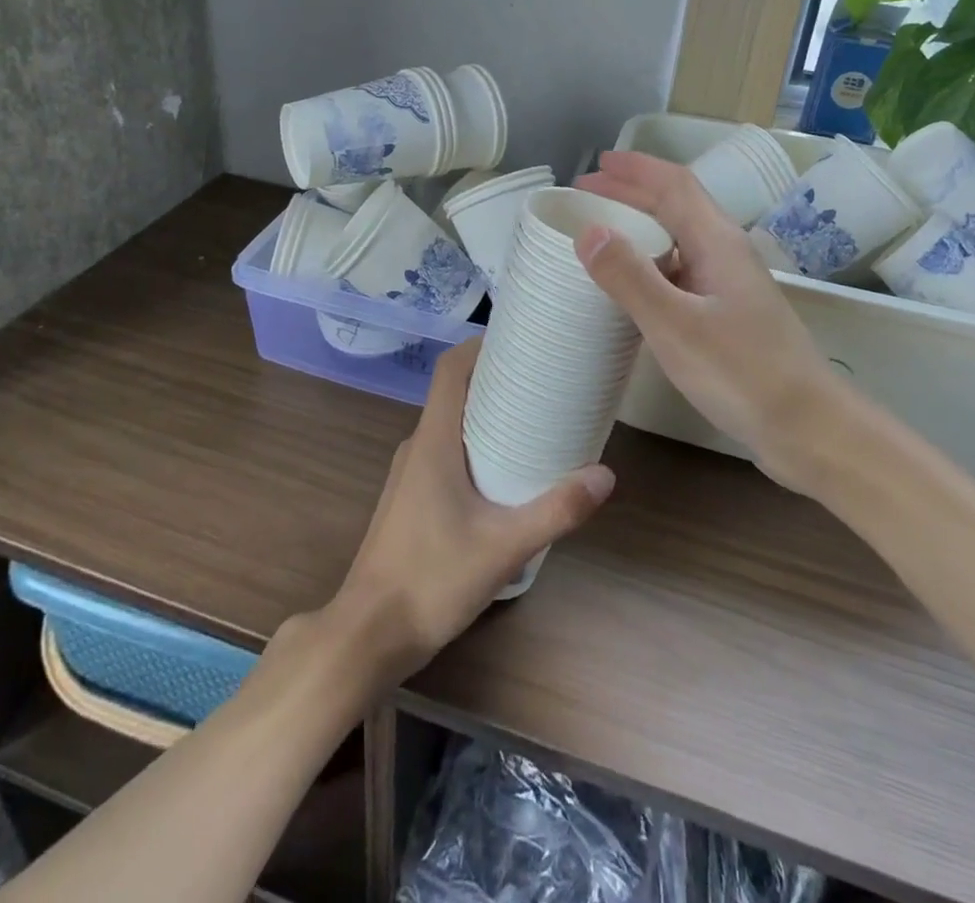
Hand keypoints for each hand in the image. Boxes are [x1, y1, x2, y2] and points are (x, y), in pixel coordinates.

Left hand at [324, 339, 613, 687]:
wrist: (368, 635)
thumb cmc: (431, 579)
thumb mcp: (503, 547)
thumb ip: (556, 510)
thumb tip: (605, 475)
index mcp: (432, 441)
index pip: (450, 370)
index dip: (480, 346)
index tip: (519, 338)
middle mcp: (417, 447)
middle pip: (454, 393)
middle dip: (495, 379)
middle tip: (542, 378)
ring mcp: (410, 475)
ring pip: (450, 426)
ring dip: (485, 414)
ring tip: (532, 419)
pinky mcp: (412, 500)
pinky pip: (445, 453)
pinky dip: (475, 445)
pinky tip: (504, 472)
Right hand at [573, 150, 844, 491]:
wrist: (808, 427)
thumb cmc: (742, 372)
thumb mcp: (675, 325)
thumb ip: (630, 277)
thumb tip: (588, 231)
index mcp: (717, 242)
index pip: (674, 185)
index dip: (634, 170)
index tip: (595, 165)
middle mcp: (725, 254)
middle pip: (677, 206)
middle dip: (631, 193)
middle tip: (586, 194)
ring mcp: (730, 285)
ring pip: (679, 239)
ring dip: (641, 227)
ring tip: (601, 234)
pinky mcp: (728, 314)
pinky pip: (682, 271)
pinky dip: (650, 263)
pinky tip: (633, 286)